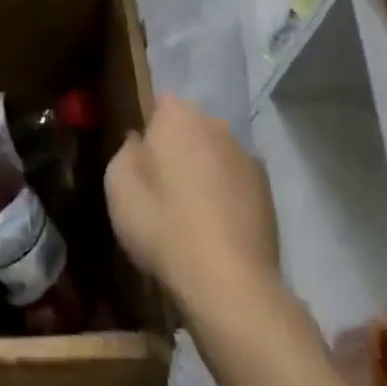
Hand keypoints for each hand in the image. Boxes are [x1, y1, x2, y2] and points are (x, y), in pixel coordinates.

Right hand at [106, 96, 279, 314]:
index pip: (160, 104)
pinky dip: (227, 194)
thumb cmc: (163, 224)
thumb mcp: (118, 185)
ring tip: (190, 210)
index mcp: (178, 116)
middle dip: (178, 146)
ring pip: (215, 153)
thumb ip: (126, 151)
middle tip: (162, 184)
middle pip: (191, 127)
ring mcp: (247, 156)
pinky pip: (236, 181)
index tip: (141, 157)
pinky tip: (216, 226)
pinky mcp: (268, 191)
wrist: (229, 281)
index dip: (149, 128)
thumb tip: (139, 141)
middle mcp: (216, 125)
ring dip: (204, 170)